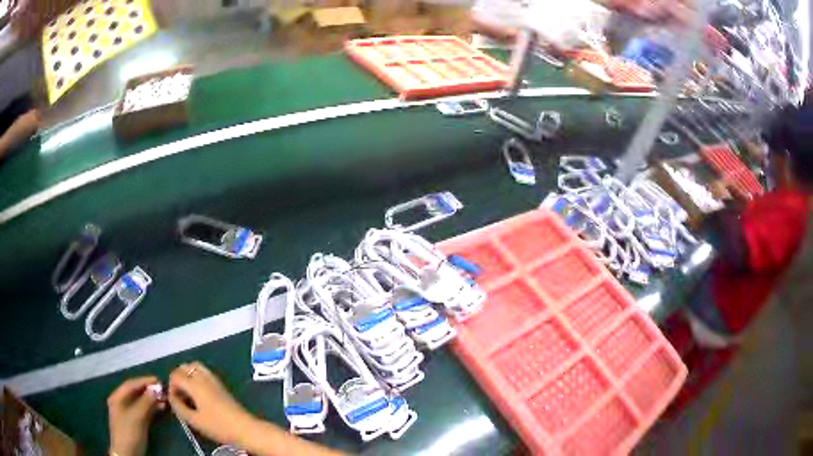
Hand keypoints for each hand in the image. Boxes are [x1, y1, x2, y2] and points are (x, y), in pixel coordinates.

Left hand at [107, 376, 165, 455]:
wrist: (128, 453)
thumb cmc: (129, 432)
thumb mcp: (137, 417)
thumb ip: (145, 402)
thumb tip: (156, 389)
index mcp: (117, 397)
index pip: (131, 384)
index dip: (144, 381)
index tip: (158, 379)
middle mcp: (122, 402)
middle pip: (136, 393)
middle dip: (149, 390)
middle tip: (164, 389)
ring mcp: (128, 413)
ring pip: (141, 402)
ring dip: (153, 399)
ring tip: (165, 398)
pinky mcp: (136, 422)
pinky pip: (144, 410)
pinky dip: (152, 408)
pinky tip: (161, 408)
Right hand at [168, 362, 253, 445]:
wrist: (245, 429)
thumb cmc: (219, 426)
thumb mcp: (194, 420)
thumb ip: (179, 407)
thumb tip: (171, 397)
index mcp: (195, 384)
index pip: (175, 375)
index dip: (171, 386)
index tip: (174, 400)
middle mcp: (204, 377)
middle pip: (185, 367)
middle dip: (178, 377)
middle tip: (179, 394)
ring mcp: (214, 380)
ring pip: (195, 367)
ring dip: (187, 375)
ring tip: (187, 393)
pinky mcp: (221, 385)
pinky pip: (204, 373)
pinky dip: (197, 377)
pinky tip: (198, 394)